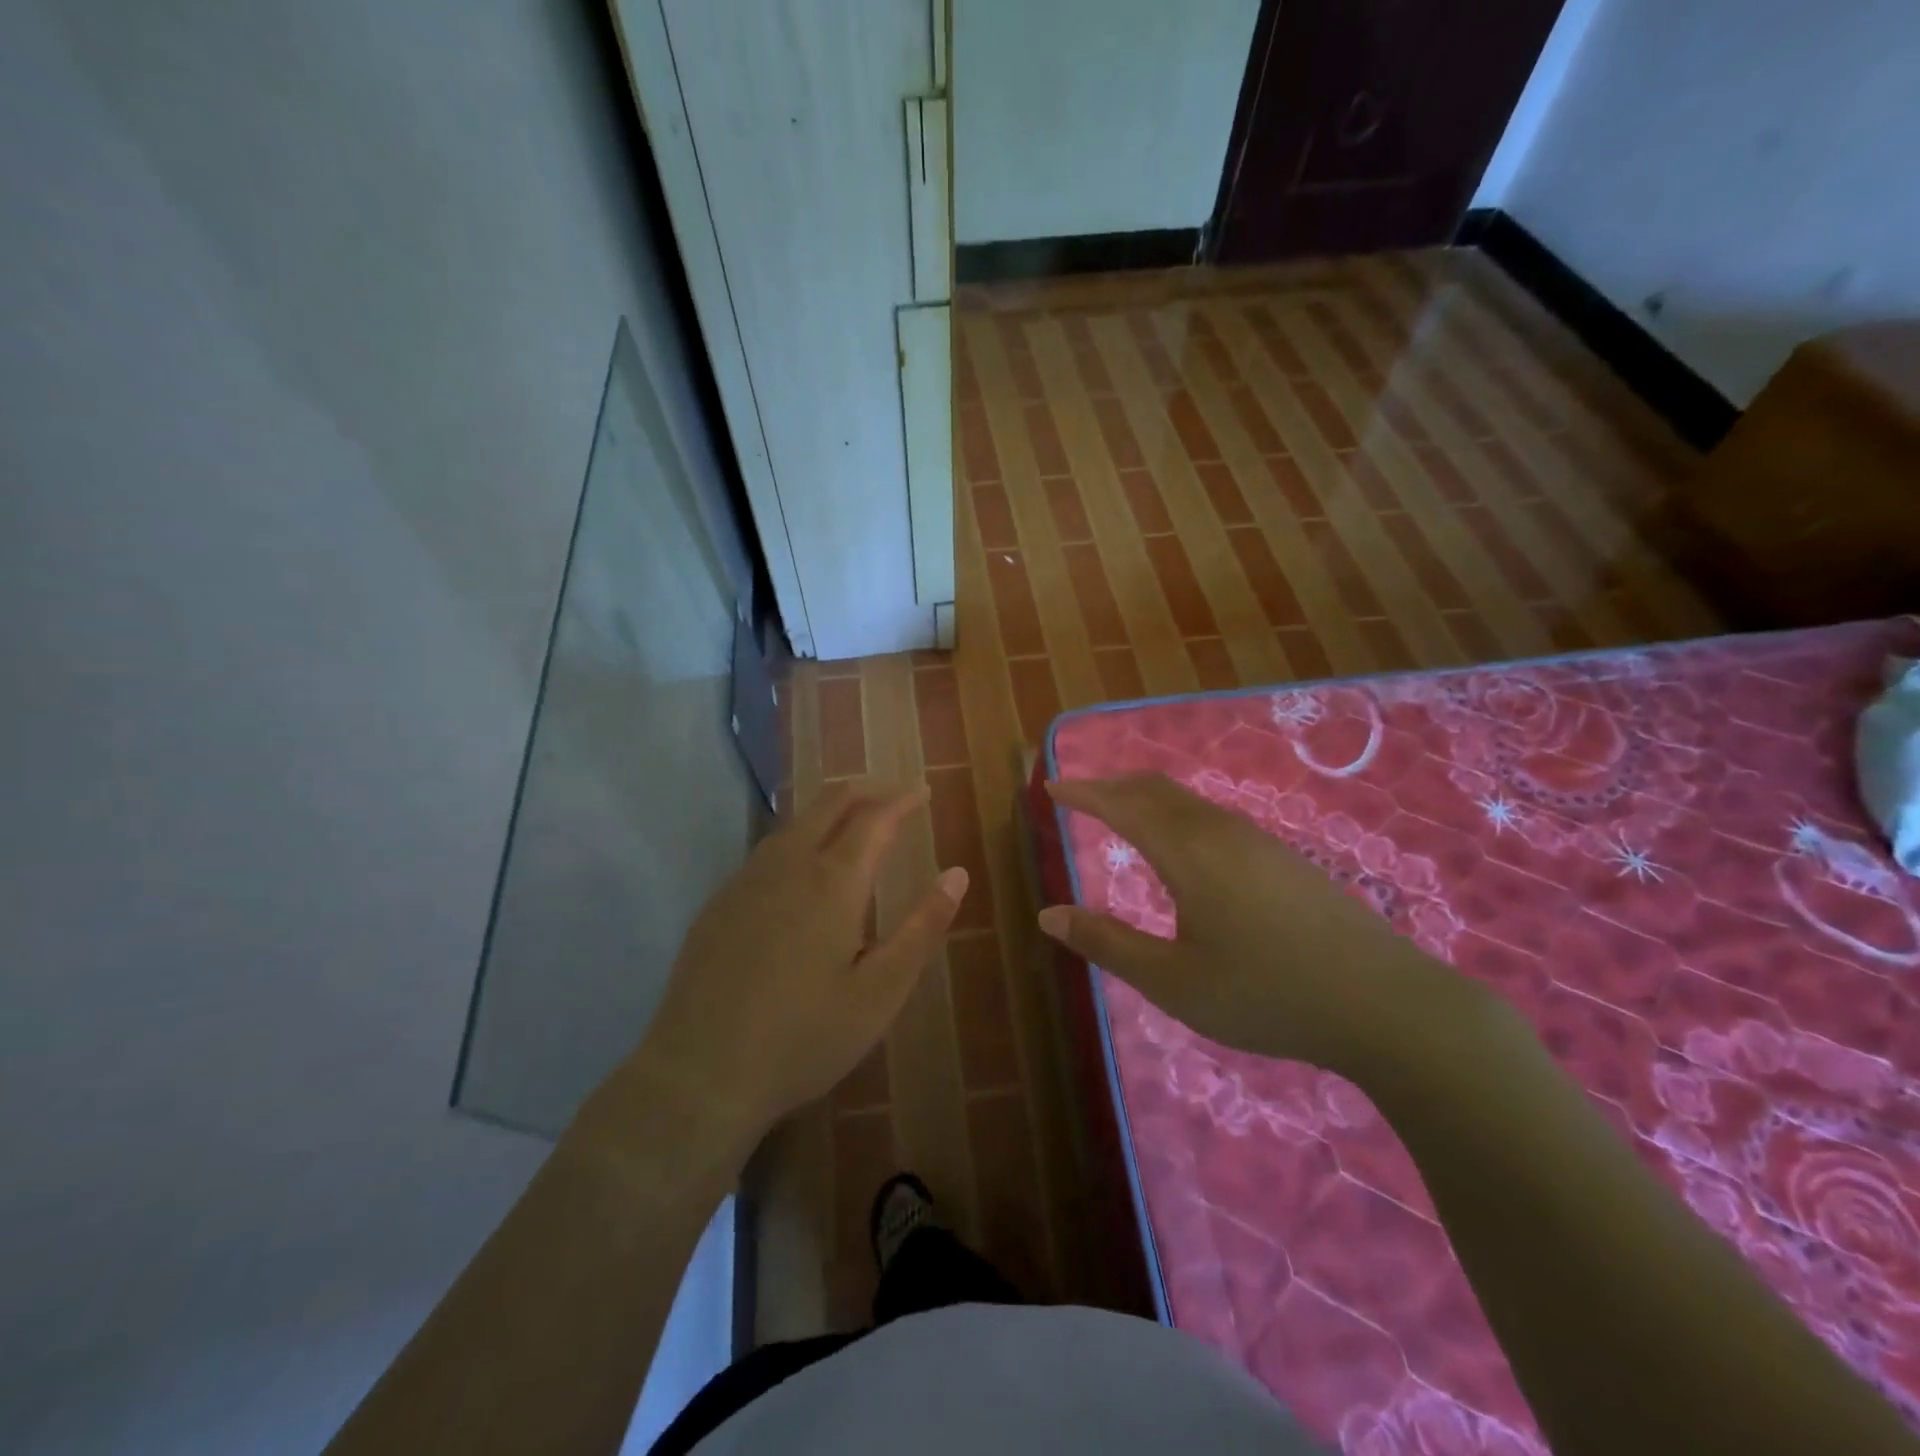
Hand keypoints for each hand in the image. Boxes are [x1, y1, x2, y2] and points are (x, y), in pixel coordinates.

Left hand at [616, 782, 966, 1149]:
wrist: (700, 1074)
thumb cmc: (804, 1038)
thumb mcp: (880, 992)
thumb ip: (922, 928)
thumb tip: (957, 874)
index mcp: (832, 882)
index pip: (875, 817)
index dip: (903, 799)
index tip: (925, 791)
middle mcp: (787, 865)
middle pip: (830, 803)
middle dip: (867, 790)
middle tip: (896, 796)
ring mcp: (746, 881)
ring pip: (794, 823)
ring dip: (830, 811)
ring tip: (856, 824)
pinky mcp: (719, 903)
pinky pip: (767, 850)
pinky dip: (799, 838)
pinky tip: (802, 870)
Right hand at [1038, 774, 1479, 1074]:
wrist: (1385, 1004)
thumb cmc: (1266, 993)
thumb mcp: (1173, 981)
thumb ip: (1108, 943)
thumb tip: (1048, 915)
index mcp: (1188, 853)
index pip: (1122, 805)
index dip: (1083, 793)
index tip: (1051, 787)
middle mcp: (1220, 832)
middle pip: (1156, 789)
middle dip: (1112, 785)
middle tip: (1080, 793)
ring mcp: (1259, 842)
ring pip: (1189, 802)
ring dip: (1147, 797)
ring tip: (1123, 812)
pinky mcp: (1284, 859)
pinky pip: (1214, 817)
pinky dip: (1177, 813)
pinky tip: (1185, 845)